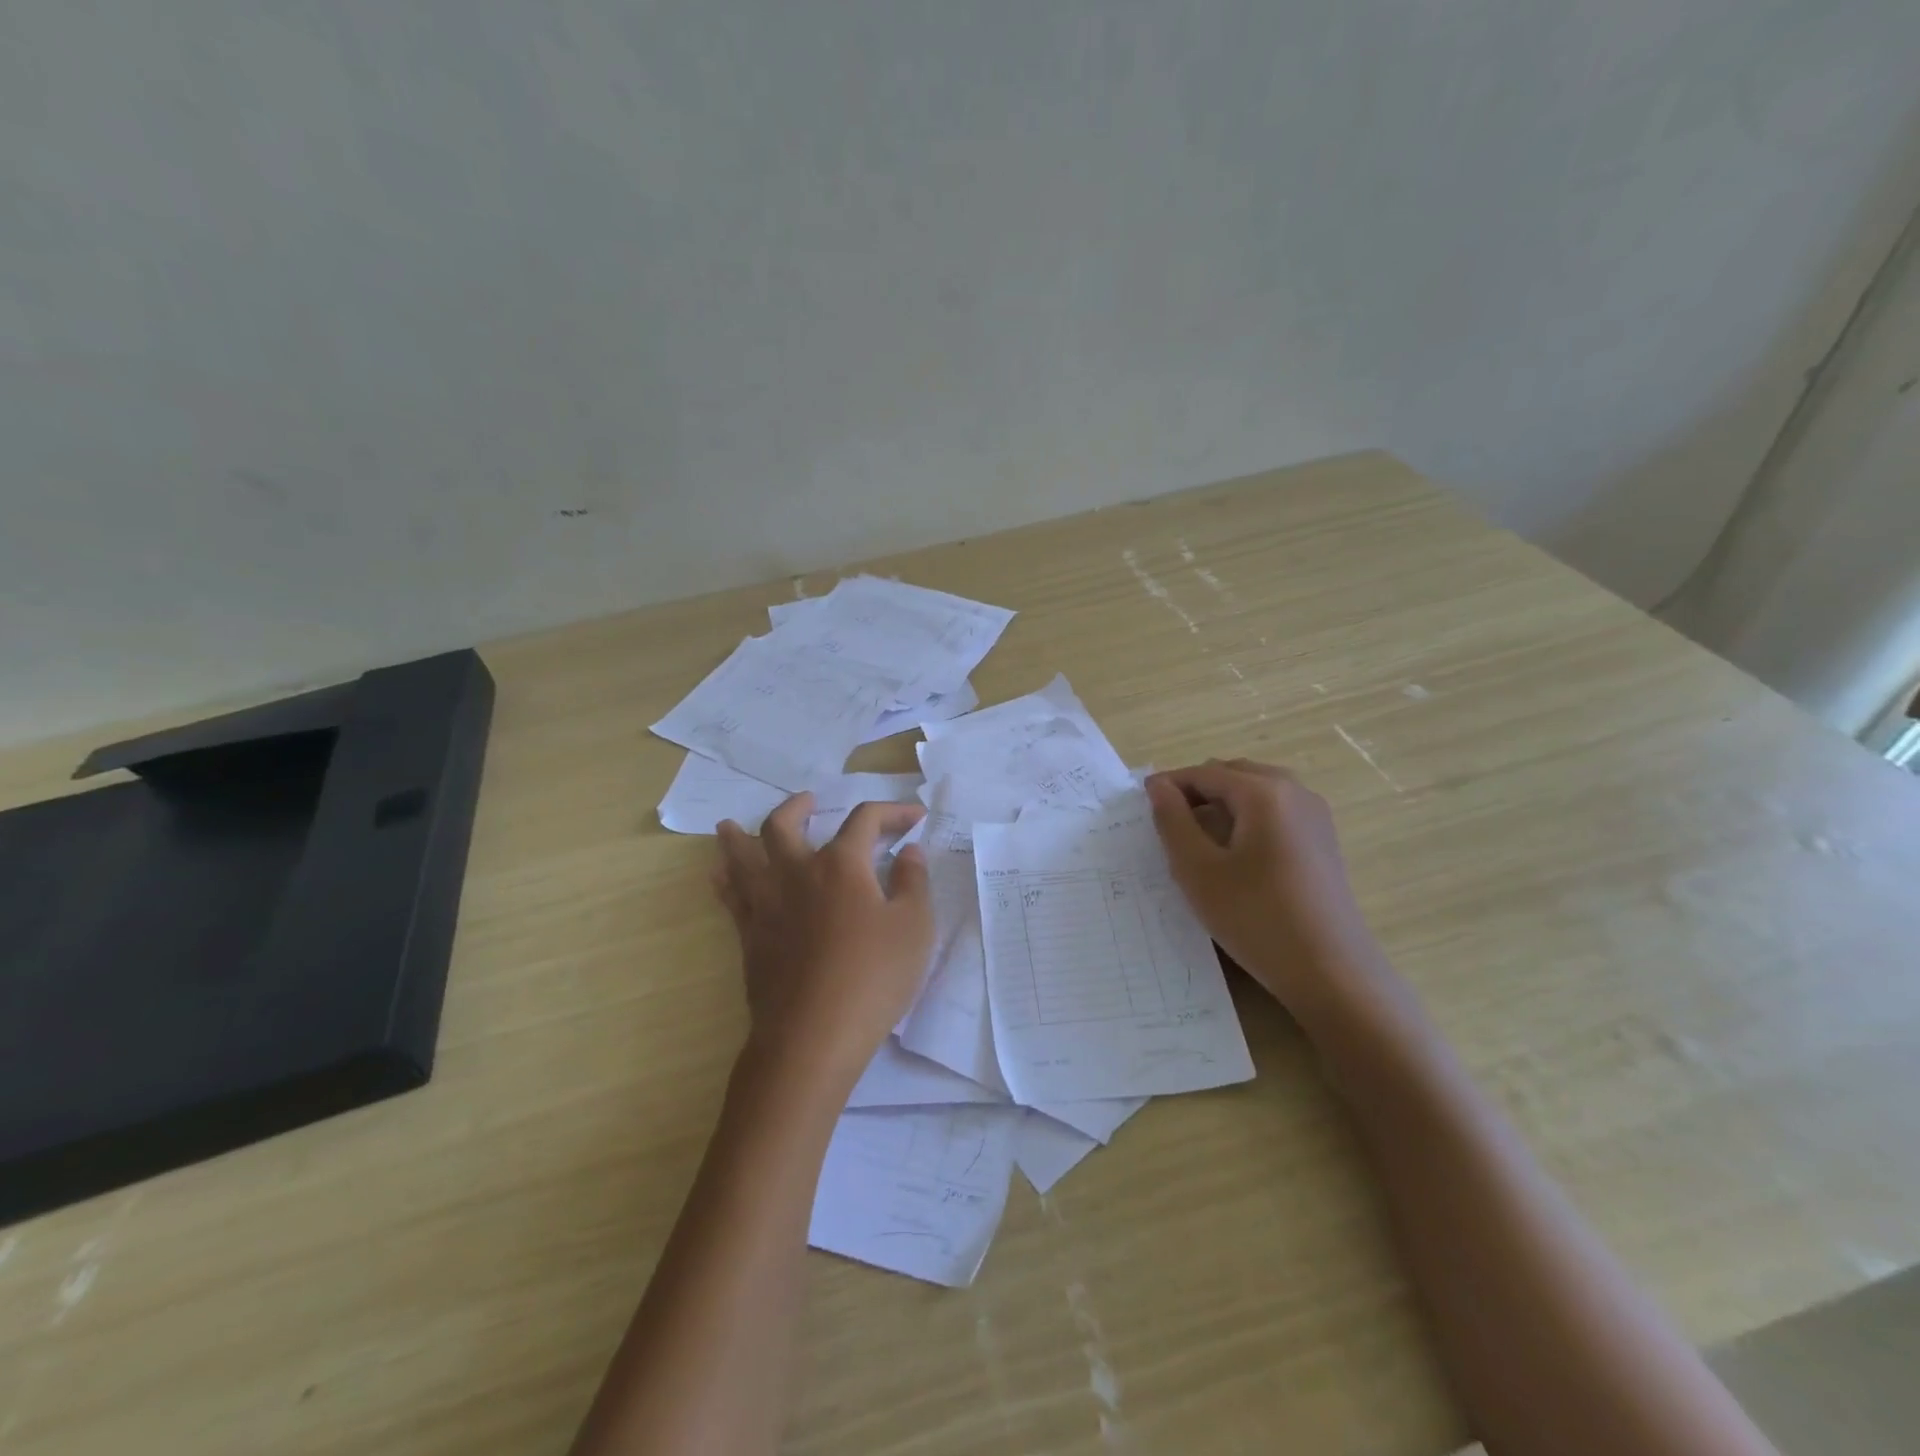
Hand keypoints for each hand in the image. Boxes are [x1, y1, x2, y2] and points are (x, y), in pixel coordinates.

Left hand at [713, 795, 932, 1094]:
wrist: (812, 1036)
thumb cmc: (873, 978)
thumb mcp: (914, 927)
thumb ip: (913, 882)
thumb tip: (909, 851)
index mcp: (842, 865)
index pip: (866, 820)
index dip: (892, 812)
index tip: (915, 818)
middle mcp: (798, 872)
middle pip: (785, 824)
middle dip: (798, 806)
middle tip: (809, 801)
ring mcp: (767, 903)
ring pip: (743, 855)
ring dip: (739, 835)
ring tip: (732, 825)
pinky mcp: (749, 935)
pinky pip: (729, 896)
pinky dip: (725, 879)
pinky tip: (719, 875)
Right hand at [1146, 759, 1394, 1025]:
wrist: (1331, 973)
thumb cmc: (1256, 918)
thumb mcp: (1198, 870)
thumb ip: (1172, 821)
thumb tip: (1158, 785)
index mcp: (1263, 792)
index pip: (1204, 773)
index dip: (1169, 785)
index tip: (1141, 807)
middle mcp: (1294, 792)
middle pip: (1233, 774)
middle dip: (1197, 791)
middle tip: (1168, 825)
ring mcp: (1315, 815)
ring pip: (1256, 791)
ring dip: (1223, 804)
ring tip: (1198, 840)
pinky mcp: (1323, 840)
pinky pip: (1276, 811)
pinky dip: (1248, 818)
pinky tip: (1235, 855)